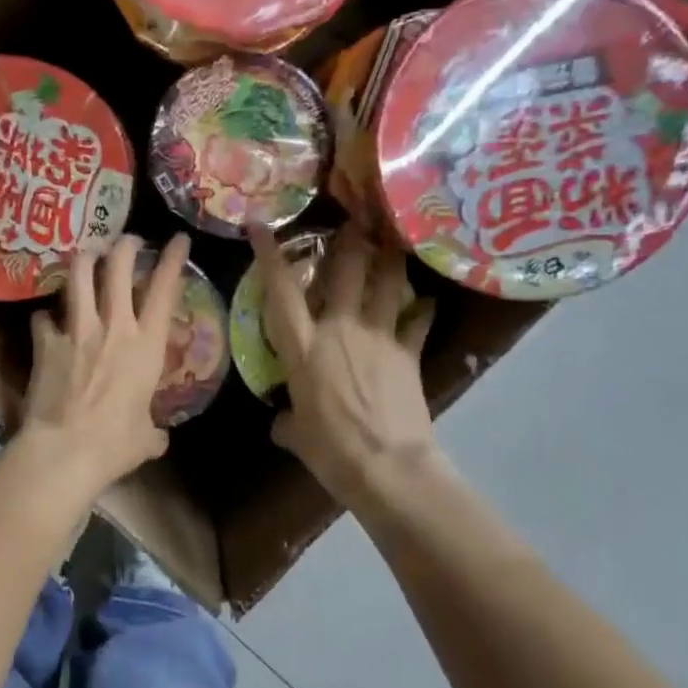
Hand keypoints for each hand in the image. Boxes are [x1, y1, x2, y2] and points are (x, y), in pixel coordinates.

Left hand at [18, 233, 191, 496]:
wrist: (64, 451)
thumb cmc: (114, 445)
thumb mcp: (146, 439)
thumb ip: (153, 430)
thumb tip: (157, 437)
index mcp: (147, 345)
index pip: (165, 289)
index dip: (173, 259)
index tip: (178, 239)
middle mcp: (113, 326)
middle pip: (118, 266)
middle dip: (125, 246)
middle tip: (127, 242)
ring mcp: (76, 330)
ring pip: (79, 275)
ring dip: (84, 259)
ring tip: (87, 256)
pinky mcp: (46, 342)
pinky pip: (43, 316)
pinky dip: (46, 315)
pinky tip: (46, 319)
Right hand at [253, 222, 440, 508]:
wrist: (388, 467)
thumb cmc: (331, 450)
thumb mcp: (297, 436)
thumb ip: (287, 420)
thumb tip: (283, 421)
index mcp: (303, 346)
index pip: (281, 291)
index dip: (269, 254)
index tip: (261, 225)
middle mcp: (339, 329)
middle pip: (345, 270)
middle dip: (348, 240)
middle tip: (352, 220)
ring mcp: (378, 336)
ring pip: (386, 284)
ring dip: (389, 260)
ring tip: (390, 243)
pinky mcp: (408, 352)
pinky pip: (417, 322)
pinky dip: (422, 312)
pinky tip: (427, 303)